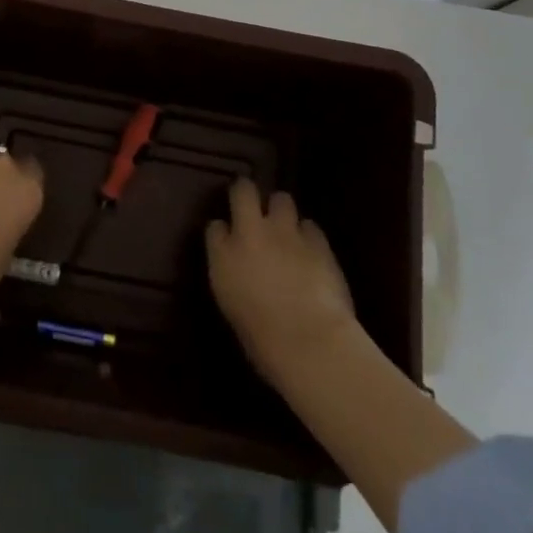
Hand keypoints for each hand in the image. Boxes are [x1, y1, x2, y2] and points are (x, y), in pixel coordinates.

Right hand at [206, 179, 355, 384]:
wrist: (309, 341)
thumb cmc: (263, 340)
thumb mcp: (233, 307)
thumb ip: (233, 276)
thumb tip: (240, 269)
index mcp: (223, 256)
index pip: (215, 227)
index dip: (222, 230)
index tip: (226, 239)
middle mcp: (250, 233)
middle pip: (243, 191)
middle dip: (246, 193)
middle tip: (251, 206)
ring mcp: (285, 233)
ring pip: (282, 199)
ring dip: (281, 210)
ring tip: (285, 228)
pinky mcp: (318, 241)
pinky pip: (310, 226)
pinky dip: (308, 234)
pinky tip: (310, 249)